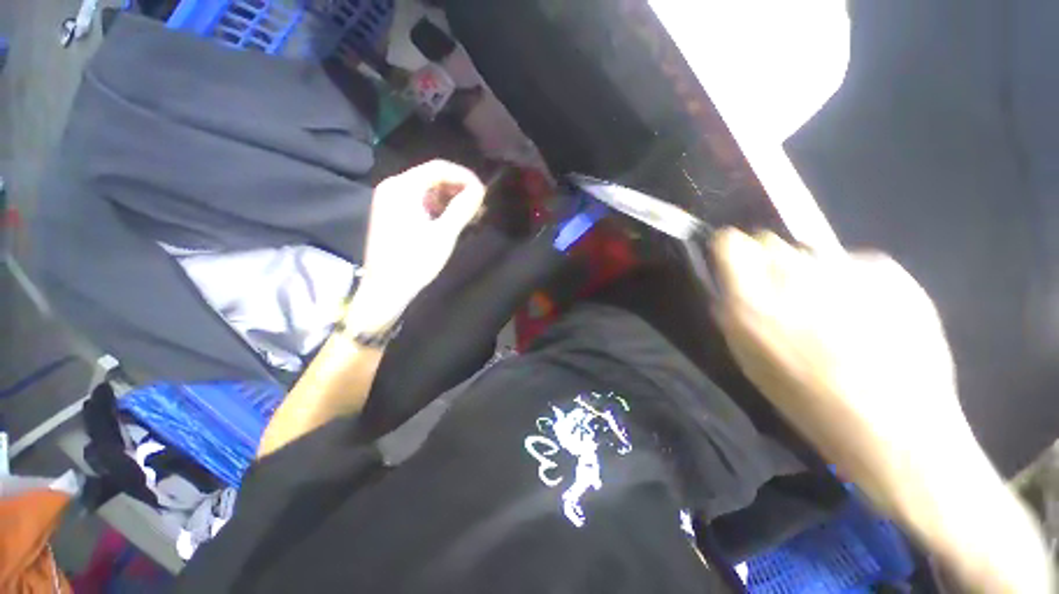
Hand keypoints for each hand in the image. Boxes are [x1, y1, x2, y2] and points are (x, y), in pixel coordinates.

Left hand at [351, 160, 485, 328]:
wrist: (385, 290)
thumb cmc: (414, 262)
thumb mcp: (443, 235)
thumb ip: (462, 208)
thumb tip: (480, 189)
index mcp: (402, 187)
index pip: (439, 168)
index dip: (465, 177)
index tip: (484, 193)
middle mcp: (393, 187)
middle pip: (433, 177)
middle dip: (459, 189)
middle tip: (479, 207)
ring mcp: (390, 201)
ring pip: (428, 190)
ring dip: (451, 199)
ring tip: (470, 216)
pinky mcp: (392, 215)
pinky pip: (420, 202)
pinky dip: (439, 208)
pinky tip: (452, 221)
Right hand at [711, 229, 965, 500]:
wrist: (897, 427)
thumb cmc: (810, 402)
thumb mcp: (750, 361)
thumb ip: (735, 314)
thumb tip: (732, 287)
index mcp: (752, 301)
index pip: (731, 244)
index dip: (732, 251)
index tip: (738, 266)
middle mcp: (793, 276)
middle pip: (771, 243)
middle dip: (772, 266)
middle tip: (787, 298)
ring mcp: (844, 269)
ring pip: (812, 255)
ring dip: (812, 277)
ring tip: (833, 314)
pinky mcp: (888, 271)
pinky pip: (854, 265)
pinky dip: (854, 283)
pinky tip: (869, 317)